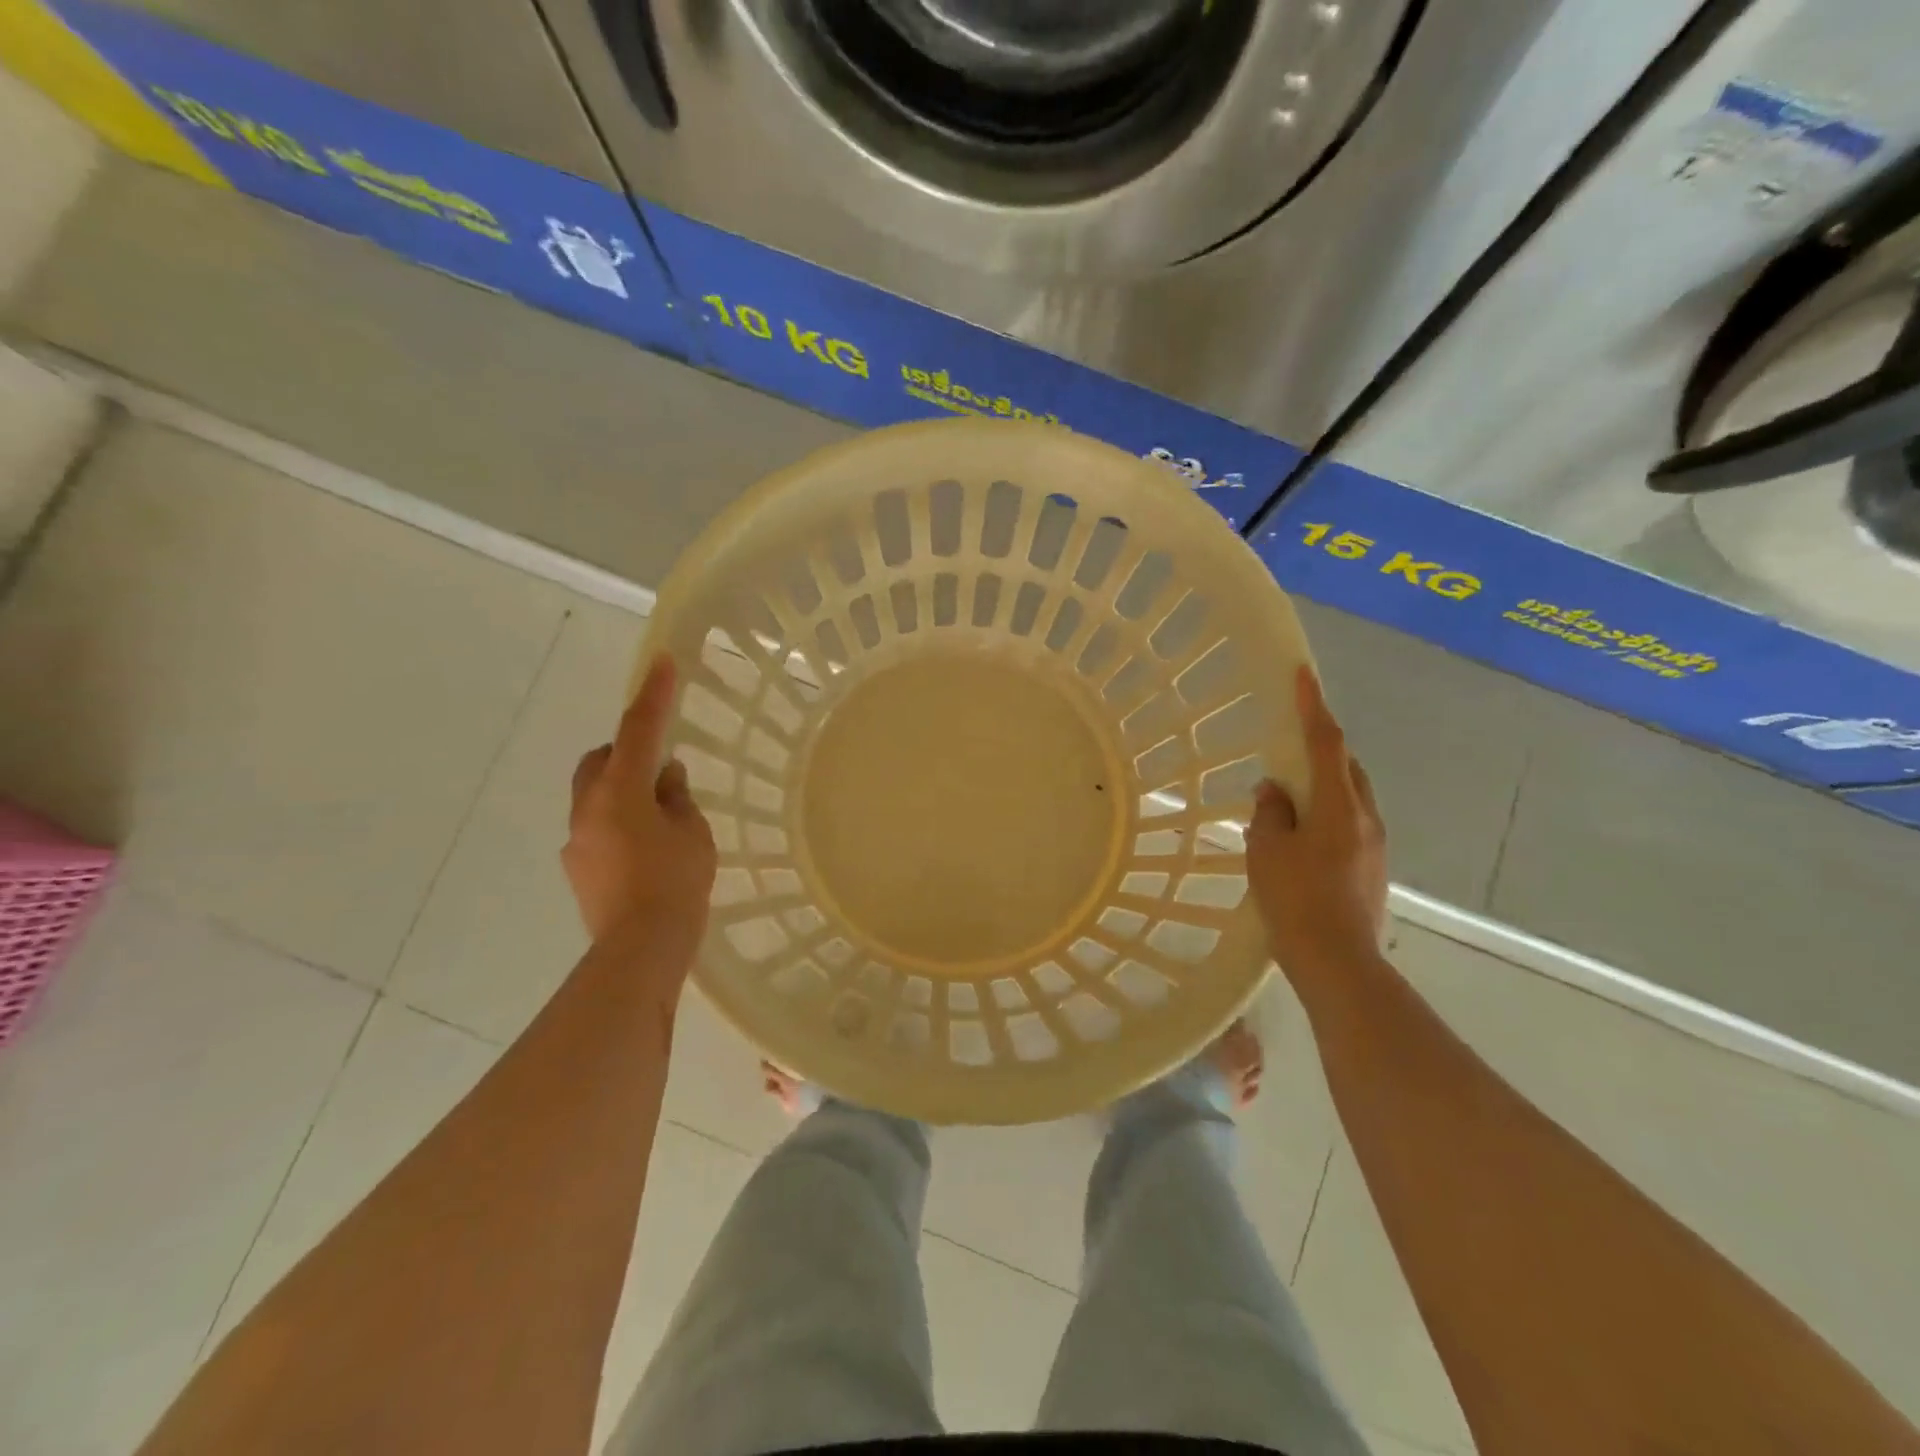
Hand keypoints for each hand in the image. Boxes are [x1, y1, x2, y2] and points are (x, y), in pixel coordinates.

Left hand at [562, 653, 716, 952]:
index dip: (653, 695)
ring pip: (596, 796)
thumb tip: (665, 779)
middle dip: (627, 754)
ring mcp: (577, 840)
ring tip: (660, 820)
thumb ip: (678, 799)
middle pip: (600, 761)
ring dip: (623, 793)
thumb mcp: (692, 834)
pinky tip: (645, 853)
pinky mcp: (577, 867)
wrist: (639, 949)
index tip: (661, 662)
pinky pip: (597, 828)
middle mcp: (588, 808)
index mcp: (620, 792)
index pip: (639, 731)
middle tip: (661, 770)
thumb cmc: (674, 884)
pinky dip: (619, 824)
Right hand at [1247, 666, 1388, 979]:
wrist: (1339, 963)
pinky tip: (1301, 839)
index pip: (1326, 743)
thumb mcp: (1267, 851)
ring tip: (1288, 800)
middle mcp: (1365, 818)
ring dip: (1323, 787)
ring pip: (1349, 798)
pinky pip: (1349, 825)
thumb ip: (1270, 813)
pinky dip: (1326, 816)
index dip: (1313, 706)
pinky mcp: (1373, 869)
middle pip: (1346, 768)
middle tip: (1288, 749)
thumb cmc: (1296, 901)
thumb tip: (1274, 791)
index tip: (1303, 675)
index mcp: (1338, 806)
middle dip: (1321, 750)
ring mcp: (1375, 845)